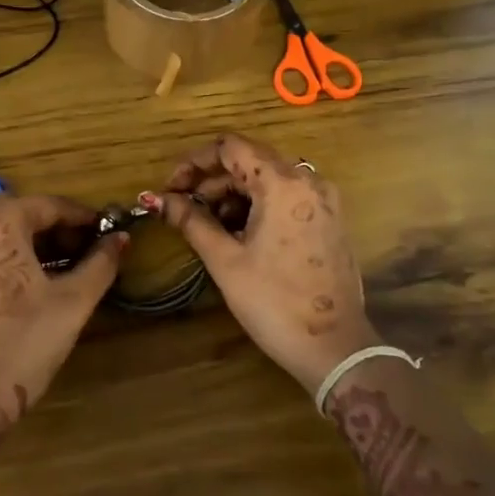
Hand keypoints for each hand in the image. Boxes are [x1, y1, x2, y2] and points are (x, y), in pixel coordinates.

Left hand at [0, 194, 124, 427]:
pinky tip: (5, 302)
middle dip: (49, 233)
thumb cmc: (21, 346)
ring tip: (43, 279)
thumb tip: (119, 239)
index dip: (80, 217)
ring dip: (17, 251)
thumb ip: (100, 264)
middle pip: (13, 218)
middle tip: (76, 256)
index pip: (47, 205)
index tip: (103, 231)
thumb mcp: (73, 303)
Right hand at [152, 134, 377, 395]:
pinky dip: (258, 205)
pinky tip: (240, 235)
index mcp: (282, 182)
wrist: (335, 348)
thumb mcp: (225, 260)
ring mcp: (324, 200)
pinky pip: (287, 197)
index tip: (172, 188)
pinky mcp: (330, 220)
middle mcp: (308, 180)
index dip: (194, 162)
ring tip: (209, 228)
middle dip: (211, 181)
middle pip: (250, 160)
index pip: (230, 147)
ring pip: (268, 179)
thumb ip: (191, 221)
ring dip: (233, 195)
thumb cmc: (274, 302)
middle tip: (184, 210)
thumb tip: (159, 200)